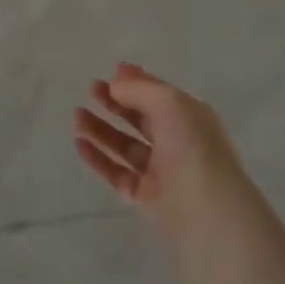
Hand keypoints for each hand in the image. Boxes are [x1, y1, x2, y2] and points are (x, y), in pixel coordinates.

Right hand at [74, 62, 248, 239]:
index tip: (112, 71)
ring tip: (77, 116)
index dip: (137, 82)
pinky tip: (80, 143)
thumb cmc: (192, 147)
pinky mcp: (146, 198)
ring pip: (125, 146)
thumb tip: (115, 86)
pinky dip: (99, 158)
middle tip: (91, 89)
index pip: (159, 94)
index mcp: (189, 117)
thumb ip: (139, 89)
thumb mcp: (168, 102)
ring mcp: (161, 172)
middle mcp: (177, 142)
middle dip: (116, 102)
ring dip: (102, 129)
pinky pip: (117, 173)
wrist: (207, 213)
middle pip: (141, 118)